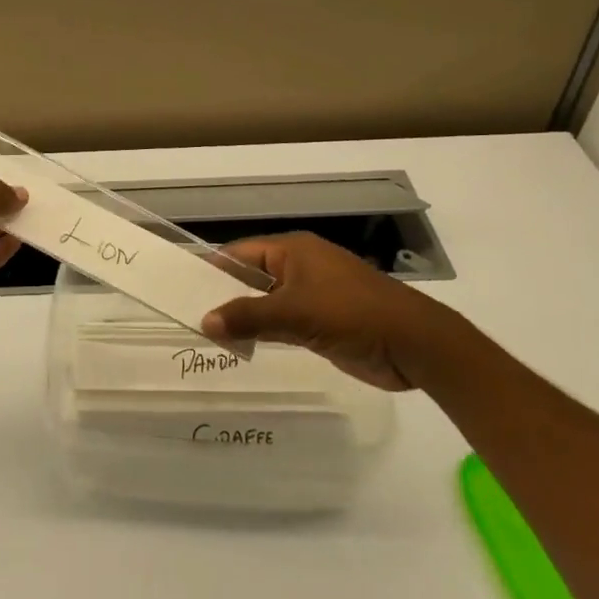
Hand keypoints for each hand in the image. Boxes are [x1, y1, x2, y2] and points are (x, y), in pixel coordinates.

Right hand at [201, 233, 450, 391]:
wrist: (416, 345)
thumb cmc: (353, 314)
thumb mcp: (296, 313)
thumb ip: (248, 317)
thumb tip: (204, 322)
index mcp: (293, 250)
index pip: (240, 254)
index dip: (212, 270)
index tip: (183, 290)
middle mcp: (299, 267)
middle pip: (251, 278)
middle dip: (225, 296)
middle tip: (190, 317)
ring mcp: (313, 295)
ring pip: (266, 302)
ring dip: (244, 317)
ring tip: (208, 336)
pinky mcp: (323, 322)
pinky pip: (283, 322)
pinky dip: (264, 332)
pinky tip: (243, 347)